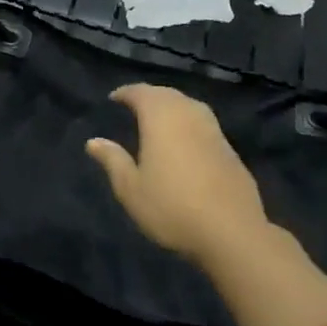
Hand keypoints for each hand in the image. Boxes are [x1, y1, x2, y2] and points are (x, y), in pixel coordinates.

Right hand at [86, 84, 271, 269]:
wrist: (233, 233)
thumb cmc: (172, 207)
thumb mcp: (131, 189)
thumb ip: (113, 161)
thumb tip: (93, 141)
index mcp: (161, 118)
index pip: (141, 93)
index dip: (126, 93)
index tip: (114, 98)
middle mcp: (188, 115)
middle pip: (167, 94)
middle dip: (150, 96)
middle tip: (134, 105)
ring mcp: (214, 131)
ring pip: (189, 106)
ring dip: (172, 106)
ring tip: (159, 119)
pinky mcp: (231, 150)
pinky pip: (204, 124)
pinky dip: (189, 123)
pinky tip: (186, 141)